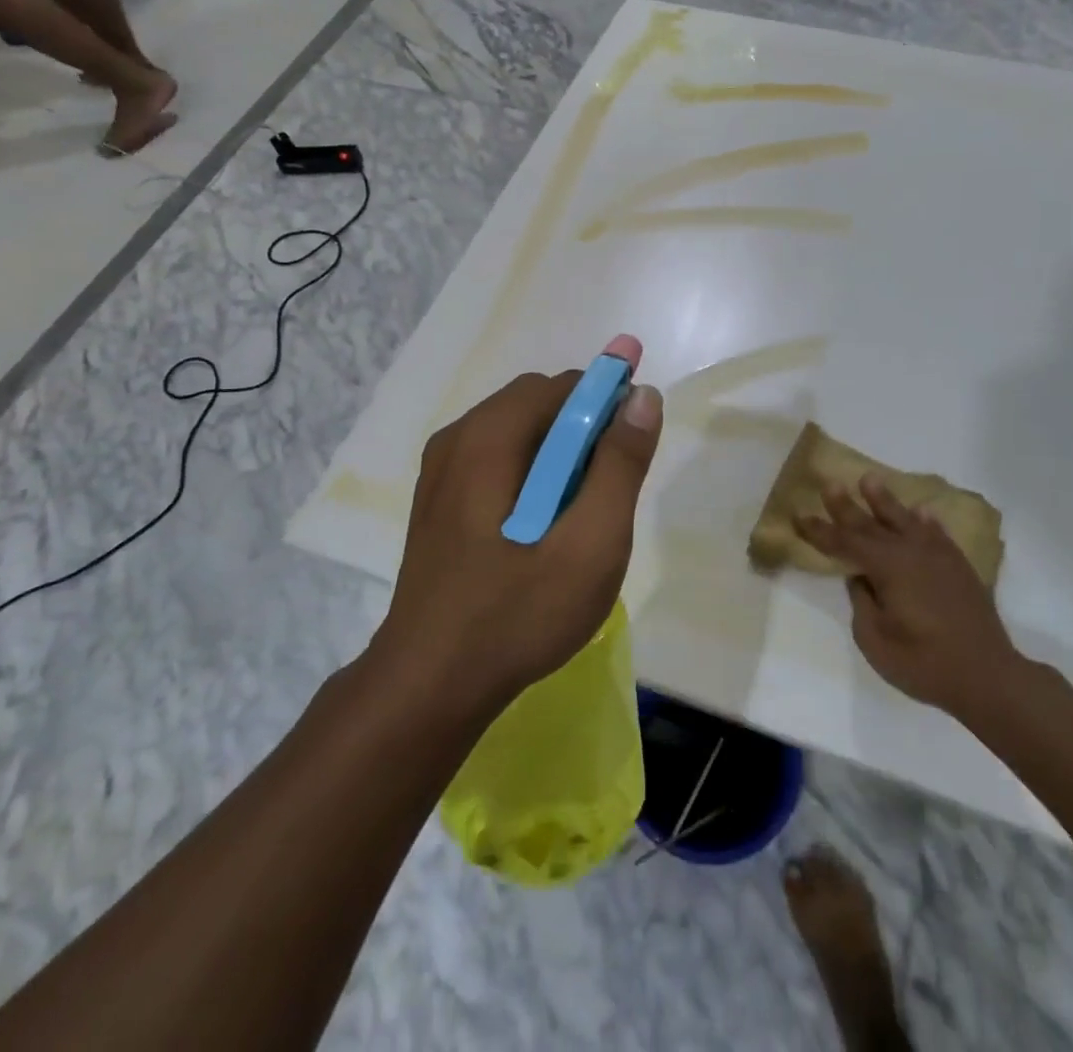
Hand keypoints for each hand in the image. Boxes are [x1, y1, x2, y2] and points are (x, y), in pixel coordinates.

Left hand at [375, 364, 662, 715]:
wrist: (430, 685)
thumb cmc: (517, 614)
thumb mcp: (590, 544)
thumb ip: (620, 465)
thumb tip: (643, 396)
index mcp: (488, 437)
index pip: (564, 386)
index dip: (609, 403)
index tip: (634, 449)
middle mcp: (458, 438)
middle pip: (538, 403)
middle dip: (585, 431)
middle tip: (608, 492)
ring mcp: (441, 470)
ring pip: (518, 432)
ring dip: (560, 455)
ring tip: (578, 516)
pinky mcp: (438, 500)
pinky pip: (497, 460)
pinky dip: (532, 473)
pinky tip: (541, 528)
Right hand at [797, 475, 1027, 728]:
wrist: (988, 676)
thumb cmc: (924, 662)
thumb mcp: (875, 640)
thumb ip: (863, 602)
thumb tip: (861, 577)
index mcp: (887, 567)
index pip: (844, 543)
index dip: (819, 531)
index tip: (798, 515)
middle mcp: (911, 552)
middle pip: (871, 524)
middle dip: (846, 505)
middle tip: (830, 483)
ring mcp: (938, 557)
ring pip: (905, 520)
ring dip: (885, 501)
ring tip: (870, 479)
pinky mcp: (959, 568)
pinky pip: (938, 534)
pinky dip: (927, 522)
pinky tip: (922, 513)